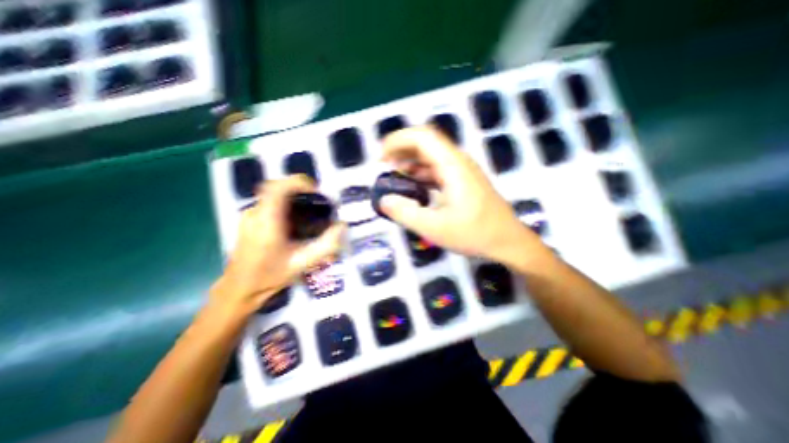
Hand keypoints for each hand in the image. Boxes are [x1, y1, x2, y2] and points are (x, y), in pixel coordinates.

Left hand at [211, 174, 344, 316]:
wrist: (239, 289)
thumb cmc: (270, 277)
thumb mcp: (302, 263)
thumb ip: (325, 245)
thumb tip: (342, 226)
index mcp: (267, 222)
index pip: (278, 188)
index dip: (298, 182)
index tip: (316, 190)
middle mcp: (255, 214)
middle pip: (277, 187)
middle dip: (299, 189)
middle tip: (317, 201)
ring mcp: (249, 215)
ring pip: (273, 194)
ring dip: (292, 196)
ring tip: (309, 210)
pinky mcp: (249, 219)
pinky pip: (269, 203)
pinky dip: (285, 203)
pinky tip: (295, 221)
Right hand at [380, 127, 543, 267]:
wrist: (507, 241)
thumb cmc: (474, 234)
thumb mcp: (434, 228)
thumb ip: (405, 213)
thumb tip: (383, 200)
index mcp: (453, 166)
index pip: (422, 137)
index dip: (398, 141)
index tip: (381, 157)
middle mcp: (458, 162)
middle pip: (426, 143)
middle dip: (401, 150)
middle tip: (383, 166)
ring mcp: (462, 171)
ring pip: (431, 156)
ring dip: (410, 162)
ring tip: (393, 177)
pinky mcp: (462, 181)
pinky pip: (437, 170)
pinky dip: (421, 174)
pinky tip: (412, 187)